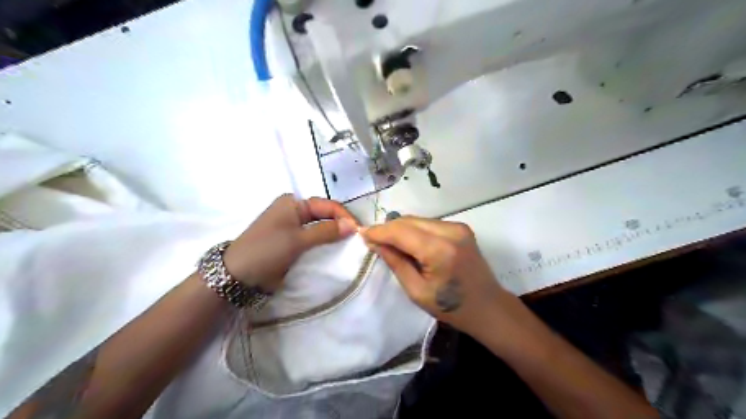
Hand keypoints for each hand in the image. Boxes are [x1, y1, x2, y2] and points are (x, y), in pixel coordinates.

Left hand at [222, 193, 358, 288]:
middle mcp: (294, 211)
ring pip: (321, 227)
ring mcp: (293, 227)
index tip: (359, 231)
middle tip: (358, 239)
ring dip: (334, 235)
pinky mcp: (292, 242)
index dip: (344, 216)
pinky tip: (336, 250)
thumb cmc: (267, 250)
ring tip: (351, 245)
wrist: (237, 275)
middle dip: (341, 225)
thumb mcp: (297, 239)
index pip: (327, 205)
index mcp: (293, 203)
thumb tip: (353, 226)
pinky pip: (314, 239)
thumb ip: (326, 231)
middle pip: (325, 215)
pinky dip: (325, 243)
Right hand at [362, 218, 506, 335]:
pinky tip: (409, 244)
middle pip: (409, 221)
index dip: (379, 231)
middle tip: (373, 240)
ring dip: (401, 229)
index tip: (362, 234)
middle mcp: (450, 231)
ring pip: (418, 220)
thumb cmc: (451, 307)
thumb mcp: (416, 291)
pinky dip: (415, 230)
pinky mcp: (461, 227)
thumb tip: (375, 243)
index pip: (401, 231)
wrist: (488, 307)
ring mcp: (458, 227)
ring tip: (389, 243)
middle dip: (388, 229)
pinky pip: (429, 223)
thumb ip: (396, 262)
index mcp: (439, 250)